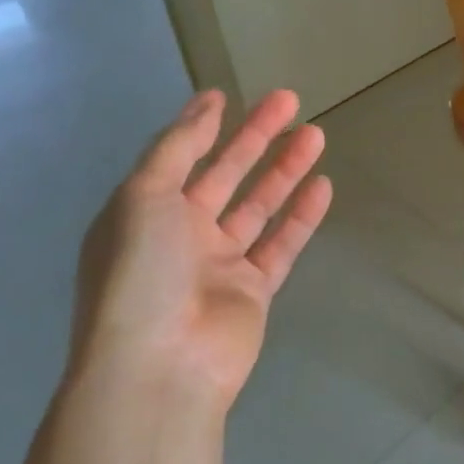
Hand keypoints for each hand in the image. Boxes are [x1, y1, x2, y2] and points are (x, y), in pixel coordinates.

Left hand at [70, 89, 331, 412]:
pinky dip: (301, 216)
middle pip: (225, 174)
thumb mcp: (144, 196)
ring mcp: (218, 265)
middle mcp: (180, 235)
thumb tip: (206, 103)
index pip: (178, 157)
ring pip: (258, 206)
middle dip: (256, 137)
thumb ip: (177, 148)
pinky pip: (280, 245)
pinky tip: (323, 184)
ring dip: (285, 170)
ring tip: (316, 133)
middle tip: (290, 100)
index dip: (201, 126)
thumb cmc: (141, 273)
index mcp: (145, 212)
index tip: (227, 95)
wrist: (158, 368)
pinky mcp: (252, 292)